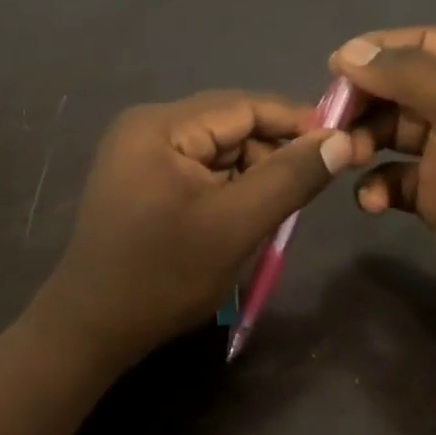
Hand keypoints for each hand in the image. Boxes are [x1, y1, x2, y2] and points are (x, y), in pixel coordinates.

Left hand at [34, 91, 352, 365]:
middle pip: (230, 128)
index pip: (244, 105)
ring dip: (251, 178)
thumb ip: (290, 178)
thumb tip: (341, 139)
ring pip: (217, 154)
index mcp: (160, 125)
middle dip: (272, 156)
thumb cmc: (163, 275)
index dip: (297, 121)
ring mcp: (139, 156)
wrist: (90, 329)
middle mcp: (146, 129)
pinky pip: (198, 174)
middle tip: (309, 193)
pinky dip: (228, 192)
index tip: (344, 142)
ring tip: (274, 215)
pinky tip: (242, 220)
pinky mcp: (141, 183)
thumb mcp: (235, 225)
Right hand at [329, 27, 435, 342]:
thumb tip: (349, 51)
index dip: (378, 51)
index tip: (332, 70)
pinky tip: (372, 201)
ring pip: (394, 132)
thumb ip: (407, 73)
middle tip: (330, 122)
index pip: (426, 42)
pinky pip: (396, 177)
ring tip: (347, 159)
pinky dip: (377, 184)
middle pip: (404, 87)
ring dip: (365, 143)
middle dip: (365, 103)